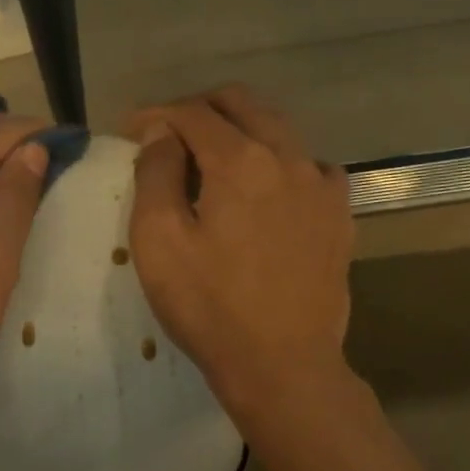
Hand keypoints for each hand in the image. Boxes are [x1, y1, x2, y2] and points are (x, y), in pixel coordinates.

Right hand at [127, 86, 352, 417]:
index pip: (193, 113)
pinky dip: (279, 163)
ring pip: (279, 130)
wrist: (282, 365)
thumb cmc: (209, 306)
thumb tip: (162, 133)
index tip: (130, 129)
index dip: (156, 114)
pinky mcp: (339, 215)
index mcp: (240, 161)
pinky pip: (309, 166)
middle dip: (200, 108)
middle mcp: (289, 157)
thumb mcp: (159, 241)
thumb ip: (156, 174)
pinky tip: (266, 191)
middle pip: (242, 104)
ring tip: (212, 159)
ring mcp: (322, 185)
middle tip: (168, 132)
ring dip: (240, 131)